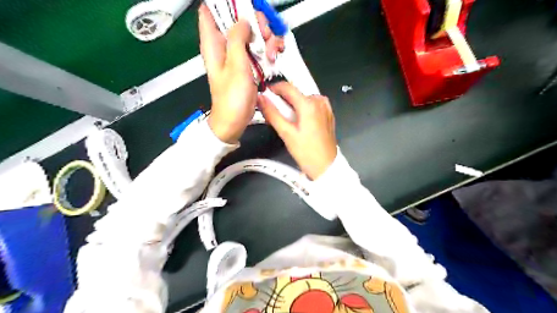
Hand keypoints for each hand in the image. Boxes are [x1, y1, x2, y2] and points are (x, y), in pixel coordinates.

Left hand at [199, 3, 284, 142]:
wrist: (235, 120)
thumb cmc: (231, 98)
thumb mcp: (235, 65)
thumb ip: (237, 39)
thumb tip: (242, 21)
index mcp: (213, 43)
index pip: (210, 11)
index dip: (226, 5)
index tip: (243, 8)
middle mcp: (224, 46)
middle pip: (238, 19)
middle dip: (254, 22)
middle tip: (263, 33)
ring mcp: (237, 55)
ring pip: (252, 34)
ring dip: (265, 38)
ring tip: (271, 52)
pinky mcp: (247, 65)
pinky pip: (258, 49)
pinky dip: (268, 50)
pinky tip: (272, 58)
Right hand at [259, 82, 336, 178]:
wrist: (326, 166)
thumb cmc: (307, 152)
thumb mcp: (286, 133)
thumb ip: (272, 114)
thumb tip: (261, 100)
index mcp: (309, 104)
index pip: (287, 87)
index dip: (273, 89)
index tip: (266, 95)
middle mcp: (319, 101)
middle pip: (295, 93)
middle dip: (283, 101)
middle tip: (276, 115)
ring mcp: (325, 107)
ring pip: (303, 99)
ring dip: (293, 106)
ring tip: (288, 122)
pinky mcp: (328, 114)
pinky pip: (311, 105)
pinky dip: (303, 110)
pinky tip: (299, 124)